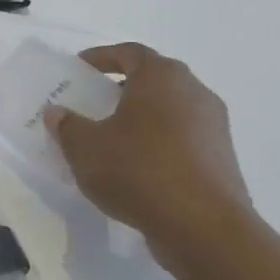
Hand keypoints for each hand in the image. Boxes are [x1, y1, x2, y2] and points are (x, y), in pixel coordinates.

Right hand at [45, 44, 254, 262]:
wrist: (203, 227)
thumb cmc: (138, 171)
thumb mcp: (85, 148)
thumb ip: (68, 126)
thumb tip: (58, 113)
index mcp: (161, 78)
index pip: (130, 52)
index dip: (102, 57)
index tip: (80, 68)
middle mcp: (194, 92)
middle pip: (154, 78)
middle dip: (122, 86)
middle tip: (93, 101)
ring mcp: (214, 125)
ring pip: (170, 108)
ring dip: (142, 115)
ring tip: (111, 135)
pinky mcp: (221, 157)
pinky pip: (182, 136)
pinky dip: (158, 140)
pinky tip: (136, 164)